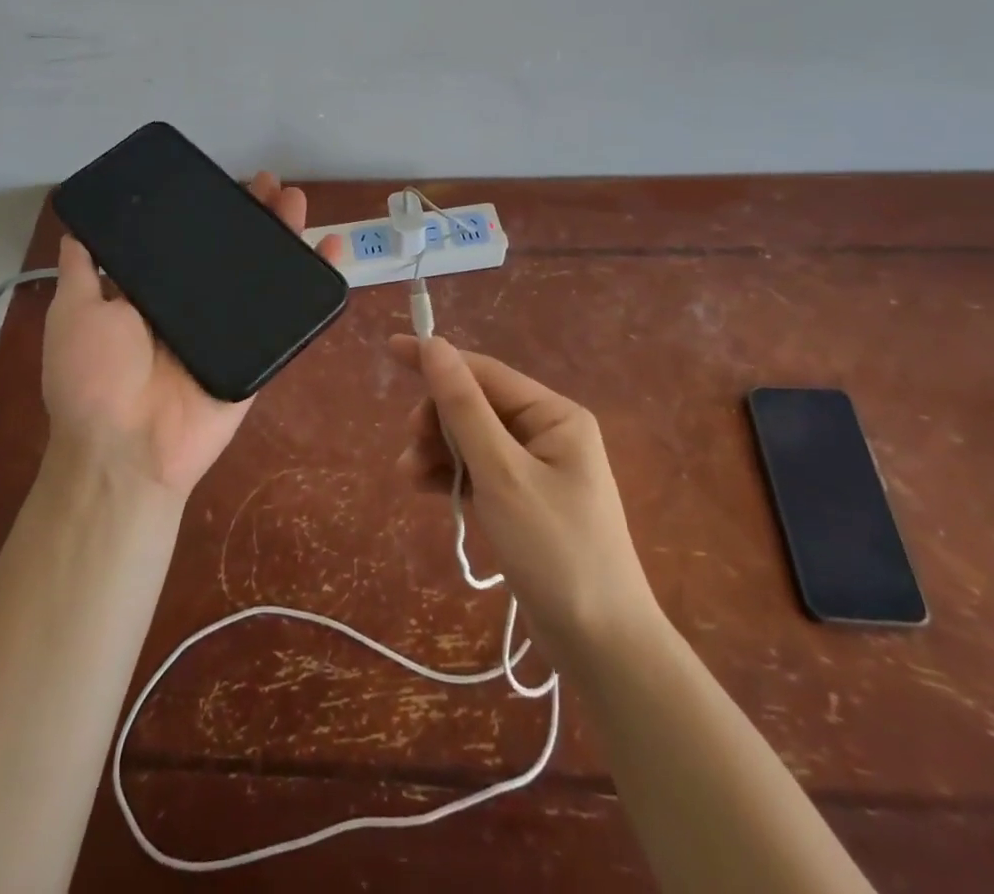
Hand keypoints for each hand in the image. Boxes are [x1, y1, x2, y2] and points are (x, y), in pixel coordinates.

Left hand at [42, 171, 344, 497]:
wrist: (127, 448)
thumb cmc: (94, 378)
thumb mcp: (75, 314)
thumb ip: (81, 272)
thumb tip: (77, 230)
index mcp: (156, 295)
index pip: (188, 242)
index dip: (207, 211)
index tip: (222, 181)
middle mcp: (196, 307)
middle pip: (233, 252)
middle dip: (253, 216)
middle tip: (270, 184)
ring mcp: (232, 329)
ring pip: (265, 274)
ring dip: (284, 236)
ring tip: (295, 201)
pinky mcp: (261, 353)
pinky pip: (292, 316)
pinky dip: (316, 282)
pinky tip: (331, 248)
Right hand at [390, 335, 659, 668]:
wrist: (601, 647)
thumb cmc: (555, 550)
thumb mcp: (502, 473)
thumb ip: (464, 408)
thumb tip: (434, 345)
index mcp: (554, 415)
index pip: (485, 373)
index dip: (438, 360)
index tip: (392, 350)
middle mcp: (546, 433)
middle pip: (475, 406)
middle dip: (437, 420)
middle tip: (410, 445)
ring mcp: (534, 470)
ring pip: (471, 440)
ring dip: (437, 450)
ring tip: (408, 474)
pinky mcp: (522, 502)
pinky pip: (478, 472)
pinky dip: (450, 475)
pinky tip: (423, 486)